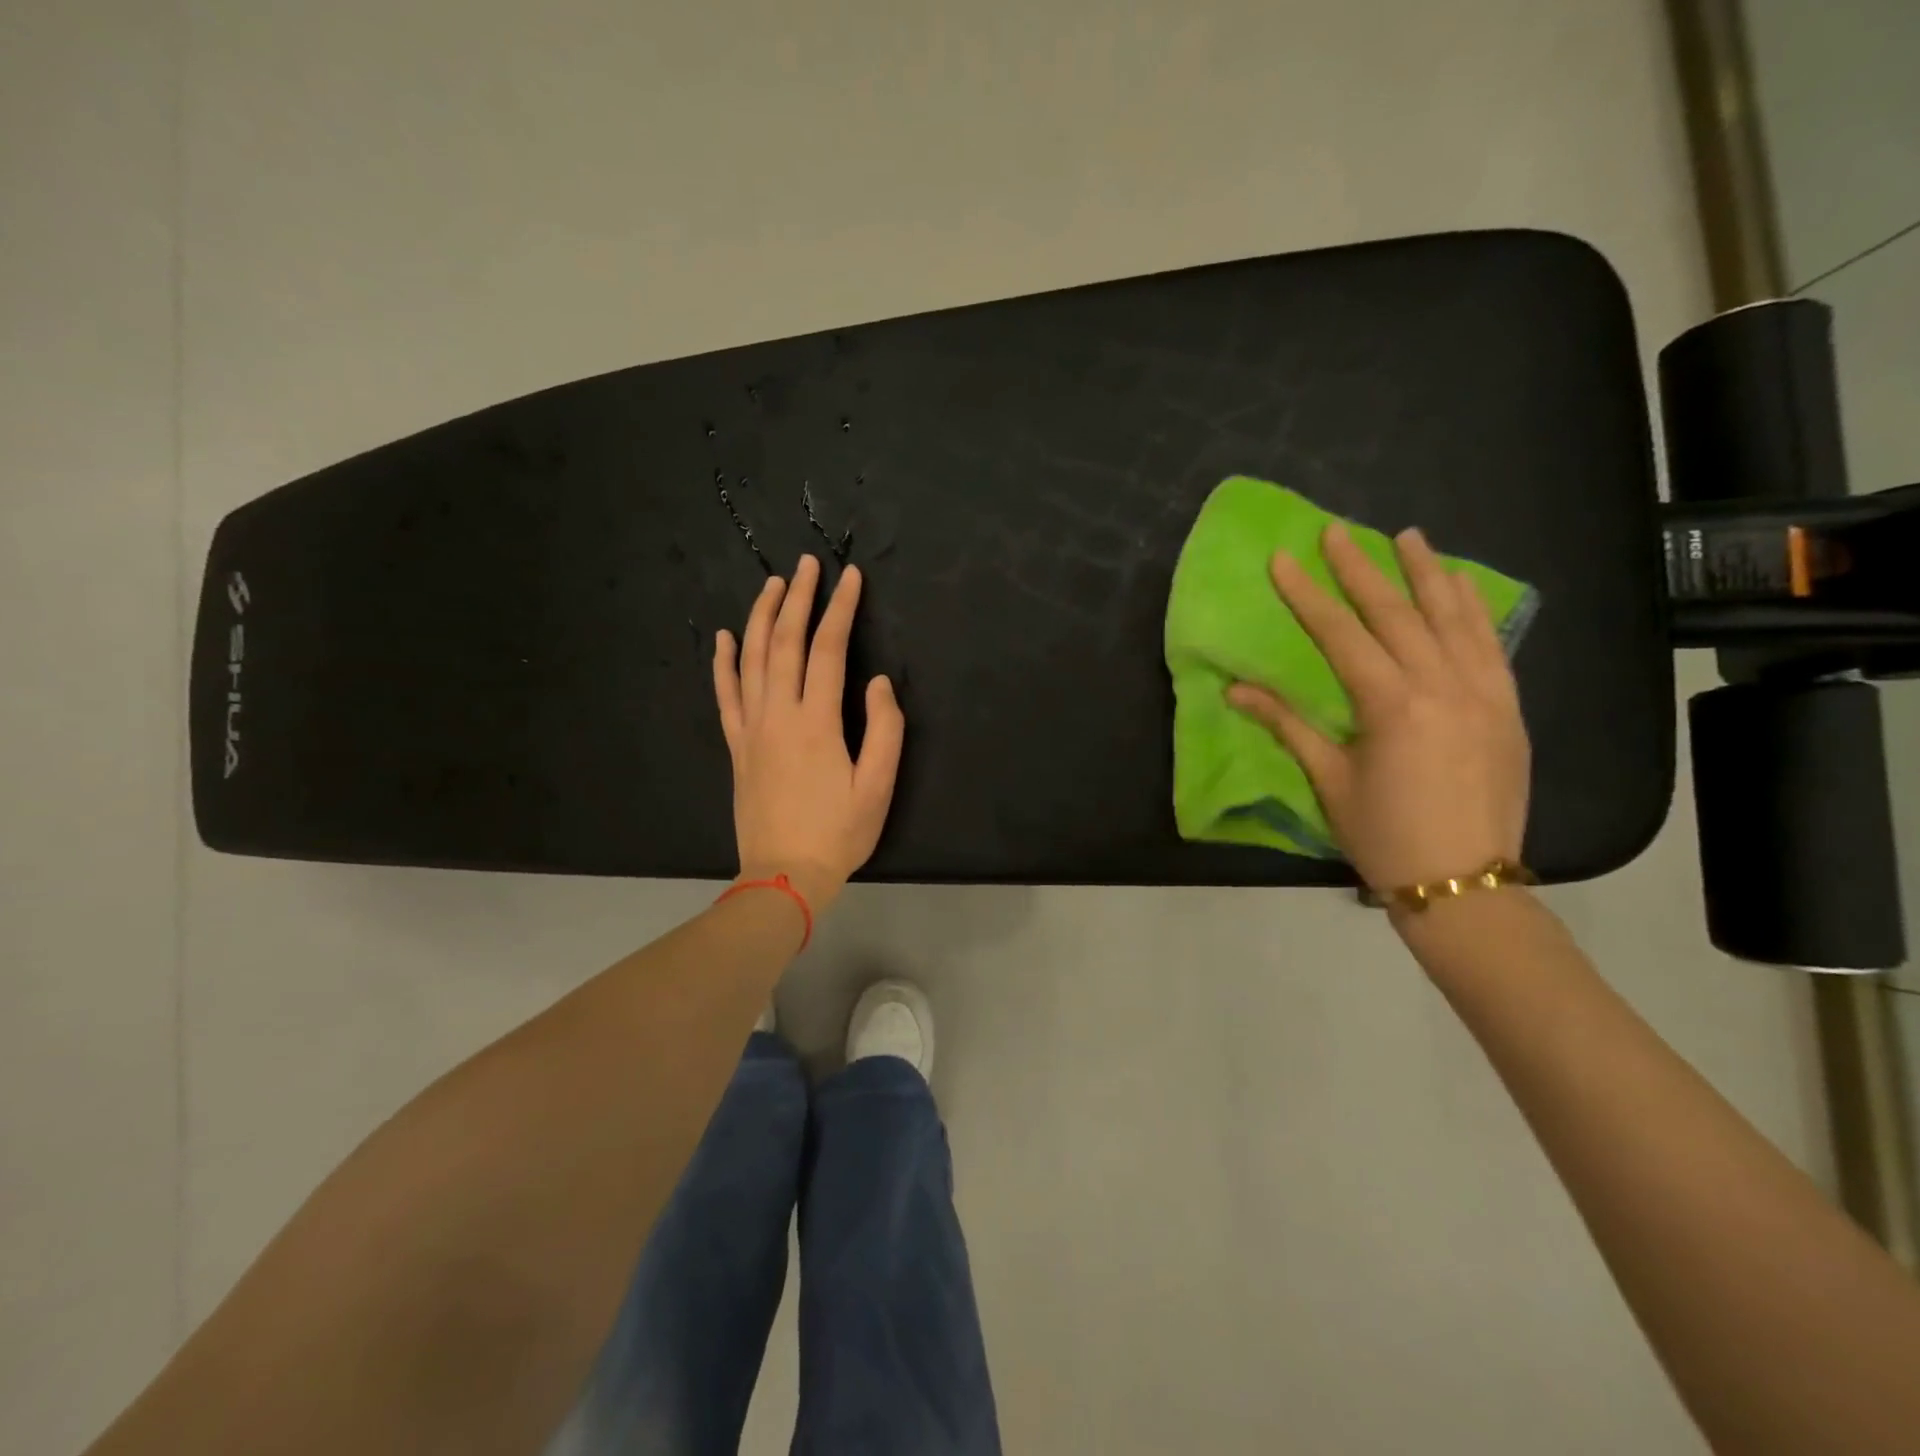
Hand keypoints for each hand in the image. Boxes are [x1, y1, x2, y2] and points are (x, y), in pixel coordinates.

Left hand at [713, 555, 904, 913]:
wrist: (783, 875)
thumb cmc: (838, 833)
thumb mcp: (878, 787)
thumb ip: (884, 730)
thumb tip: (877, 682)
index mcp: (816, 722)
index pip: (827, 650)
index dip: (840, 610)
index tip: (850, 578)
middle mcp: (778, 715)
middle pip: (784, 642)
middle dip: (798, 599)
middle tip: (808, 565)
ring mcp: (751, 729)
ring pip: (751, 660)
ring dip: (761, 617)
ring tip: (772, 585)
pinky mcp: (737, 746)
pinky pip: (726, 695)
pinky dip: (724, 663)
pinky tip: (726, 638)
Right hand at [1227, 522, 1529, 892]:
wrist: (1464, 881)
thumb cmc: (1383, 834)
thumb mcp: (1329, 780)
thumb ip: (1287, 725)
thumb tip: (1236, 689)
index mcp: (1391, 705)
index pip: (1342, 634)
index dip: (1308, 594)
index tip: (1284, 559)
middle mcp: (1441, 685)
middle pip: (1396, 613)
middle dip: (1361, 569)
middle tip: (1337, 531)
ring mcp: (1484, 692)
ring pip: (1452, 617)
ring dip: (1426, 573)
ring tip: (1407, 537)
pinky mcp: (1508, 707)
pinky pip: (1490, 643)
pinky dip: (1472, 609)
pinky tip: (1460, 586)